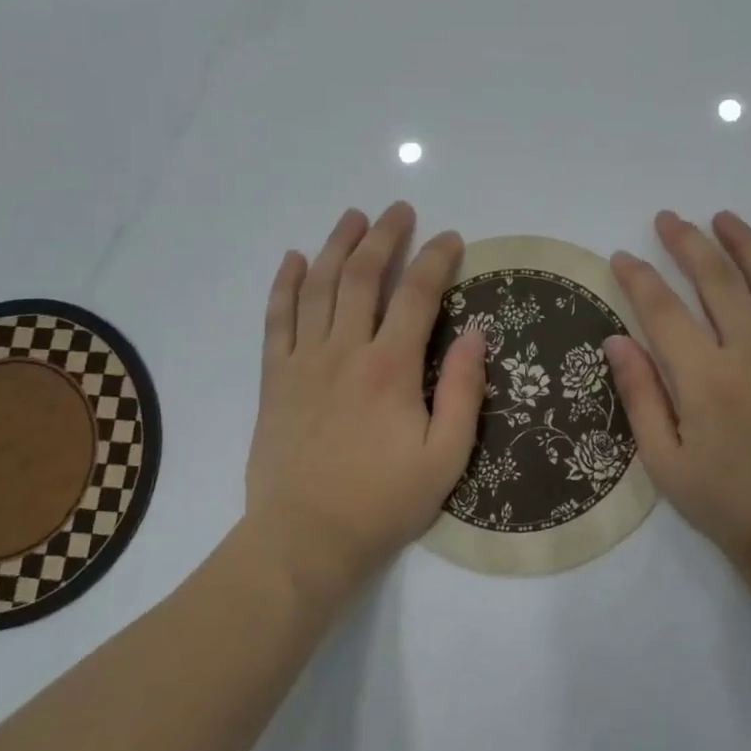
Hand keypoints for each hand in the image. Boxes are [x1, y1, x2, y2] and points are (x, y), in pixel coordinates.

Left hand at [243, 202, 486, 598]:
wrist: (304, 540)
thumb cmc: (382, 502)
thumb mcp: (445, 458)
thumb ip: (461, 392)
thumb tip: (476, 334)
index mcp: (390, 368)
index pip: (417, 294)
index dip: (437, 259)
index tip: (451, 239)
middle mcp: (345, 350)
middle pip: (364, 276)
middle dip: (385, 236)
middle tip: (399, 210)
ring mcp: (304, 360)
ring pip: (320, 286)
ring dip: (338, 245)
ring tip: (353, 216)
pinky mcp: (275, 378)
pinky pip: (277, 319)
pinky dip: (286, 284)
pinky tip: (295, 259)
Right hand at [606, 210, 750, 570]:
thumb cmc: (730, 506)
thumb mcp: (665, 463)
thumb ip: (640, 396)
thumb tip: (615, 340)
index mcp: (704, 378)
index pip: (663, 310)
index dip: (638, 277)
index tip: (621, 255)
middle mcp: (750, 353)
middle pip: (716, 280)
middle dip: (687, 243)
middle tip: (668, 218)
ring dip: (745, 243)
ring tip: (723, 217)